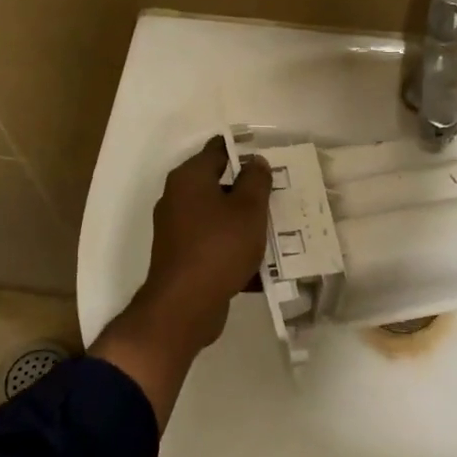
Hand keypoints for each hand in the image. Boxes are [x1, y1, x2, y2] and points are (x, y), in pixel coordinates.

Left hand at [91, 137, 271, 424]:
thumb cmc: (219, 247)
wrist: (185, 306)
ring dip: (244, 224)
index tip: (269, 161)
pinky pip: (215, 245)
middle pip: (219, 185)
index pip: (217, 151)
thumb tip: (255, 161)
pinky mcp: (183, 258)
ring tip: (277, 231)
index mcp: (190, 179)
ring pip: (219, 218)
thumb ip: (255, 181)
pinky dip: (235, 250)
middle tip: (279, 196)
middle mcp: (178, 199)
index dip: (243, 152)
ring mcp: (177, 230)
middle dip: (248, 191)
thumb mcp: (248, 209)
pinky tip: (262, 264)